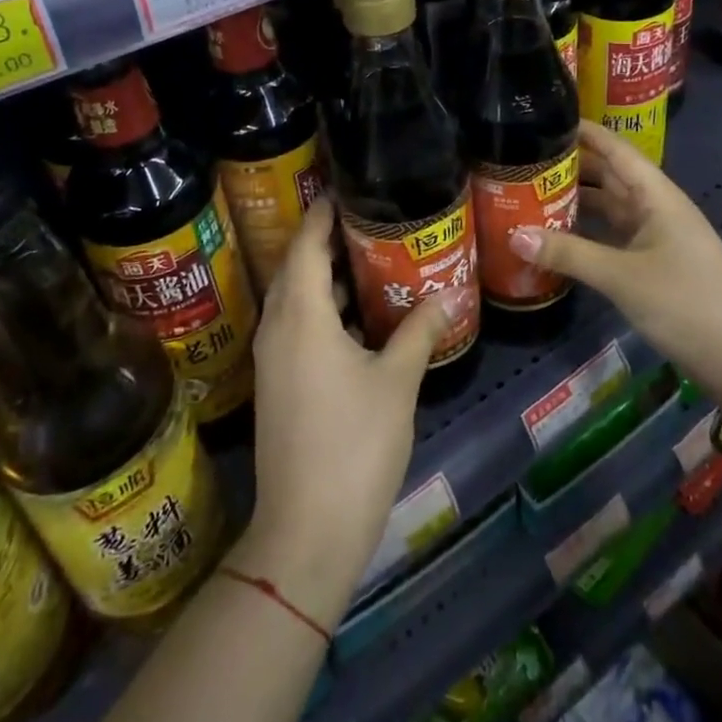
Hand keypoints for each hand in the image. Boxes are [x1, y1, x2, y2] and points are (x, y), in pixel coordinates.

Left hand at [231, 195, 446, 629]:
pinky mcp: (278, 384)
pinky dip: (322, 309)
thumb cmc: (354, 445)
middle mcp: (278, 328)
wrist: (306, 532)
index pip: (306, 246)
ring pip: (295, 298)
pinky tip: (357, 317)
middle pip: (296, 267)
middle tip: (366, 217)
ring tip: (368, 257)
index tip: (345, 189)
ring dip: (324, 276)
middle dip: (325, 240)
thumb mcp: (397, 382)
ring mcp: (273, 359)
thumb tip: (448, 295)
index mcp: (302, 316)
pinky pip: (296, 326)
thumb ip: (420, 331)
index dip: (322, 214)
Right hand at [511, 121, 721, 397]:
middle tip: (526, 158)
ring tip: (532, 191)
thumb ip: (568, 254)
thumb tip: (513, 235)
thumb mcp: (622, 277)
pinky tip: (559, 234)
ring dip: (577, 199)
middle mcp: (657, 207)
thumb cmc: (685, 303)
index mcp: (657, 196)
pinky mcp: (654, 262)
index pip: (616, 150)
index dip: (585, 132)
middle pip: (610, 175)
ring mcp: (657, 236)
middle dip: (572, 165)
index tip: (547, 118)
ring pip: (611, 206)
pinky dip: (588, 230)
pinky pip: (614, 234)